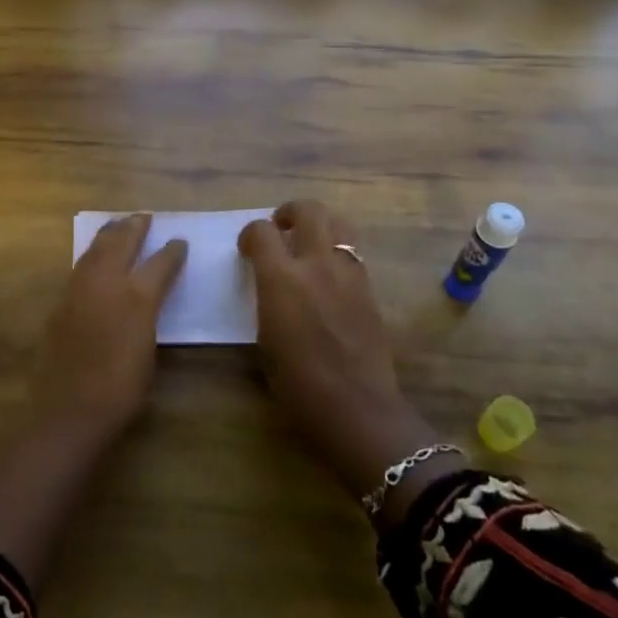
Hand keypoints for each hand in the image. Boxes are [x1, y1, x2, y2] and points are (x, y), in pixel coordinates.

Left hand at [32, 213, 187, 438]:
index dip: (172, 251)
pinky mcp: (61, 302)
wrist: (71, 409)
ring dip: (110, 233)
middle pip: (121, 242)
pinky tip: (96, 256)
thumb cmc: (121, 388)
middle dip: (134, 227)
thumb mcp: (149, 349)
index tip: (180, 241)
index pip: (160, 263)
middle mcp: (106, 283)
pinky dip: (92, 253)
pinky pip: (81, 265)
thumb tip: (148, 295)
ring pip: (95, 248)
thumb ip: (149, 314)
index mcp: (136, 297)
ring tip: (119, 225)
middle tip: (144, 217)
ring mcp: (79, 289)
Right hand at [239, 201, 436, 502]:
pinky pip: (353, 254)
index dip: (250, 234)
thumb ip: (267, 297)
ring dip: (320, 226)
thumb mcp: (265, 337)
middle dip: (290, 213)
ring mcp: (349, 274)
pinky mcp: (369, 289)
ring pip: (339, 224)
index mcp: (282, 278)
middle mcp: (317, 264)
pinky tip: (329, 277)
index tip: (247, 249)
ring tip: (309, 244)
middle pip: (309, 210)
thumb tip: (269, 283)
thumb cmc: (297, 384)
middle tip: (281, 229)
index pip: (262, 231)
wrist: (356, 407)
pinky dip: (338, 253)